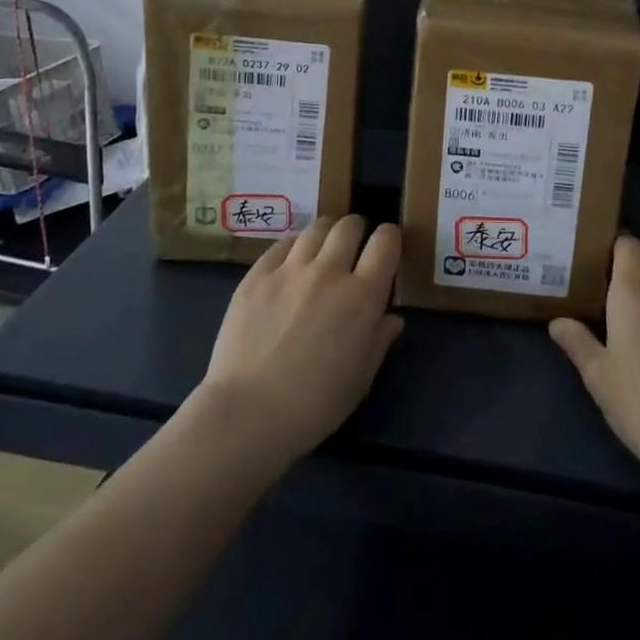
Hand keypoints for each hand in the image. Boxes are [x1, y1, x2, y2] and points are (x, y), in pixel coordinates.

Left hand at [193, 215, 404, 467]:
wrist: (247, 413)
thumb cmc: (314, 405)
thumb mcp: (361, 378)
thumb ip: (379, 340)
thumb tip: (391, 317)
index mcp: (362, 295)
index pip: (386, 241)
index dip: (390, 238)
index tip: (386, 248)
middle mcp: (329, 271)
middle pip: (349, 225)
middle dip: (357, 231)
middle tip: (353, 249)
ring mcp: (290, 269)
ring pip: (316, 228)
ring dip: (326, 234)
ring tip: (322, 251)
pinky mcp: (257, 274)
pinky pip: (282, 244)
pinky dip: (293, 248)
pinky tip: (290, 265)